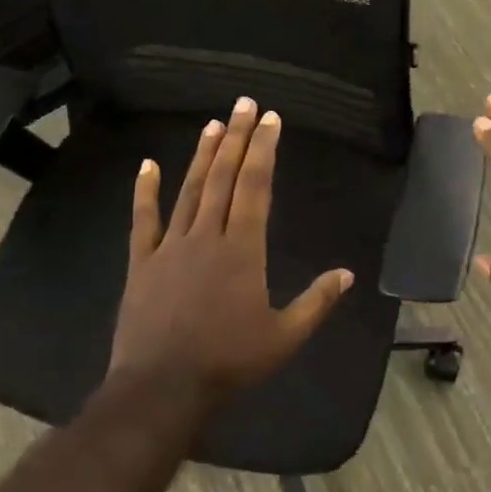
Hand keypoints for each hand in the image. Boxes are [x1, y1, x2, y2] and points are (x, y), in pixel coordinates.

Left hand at [109, 97, 353, 401]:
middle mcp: (207, 236)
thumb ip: (317, 302)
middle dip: (237, 138)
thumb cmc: (229, 362)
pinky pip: (144, 220)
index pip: (256, 186)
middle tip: (244, 103)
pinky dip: (145, 191)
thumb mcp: (284, 337)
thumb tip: (348, 274)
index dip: (263, 149)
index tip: (270, 119)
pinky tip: (148, 164)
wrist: (162, 388)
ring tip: (213, 124)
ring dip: (203, 156)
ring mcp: (170, 246)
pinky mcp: (142, 262)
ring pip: (190, 190)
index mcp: (243, 249)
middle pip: (224, 177)